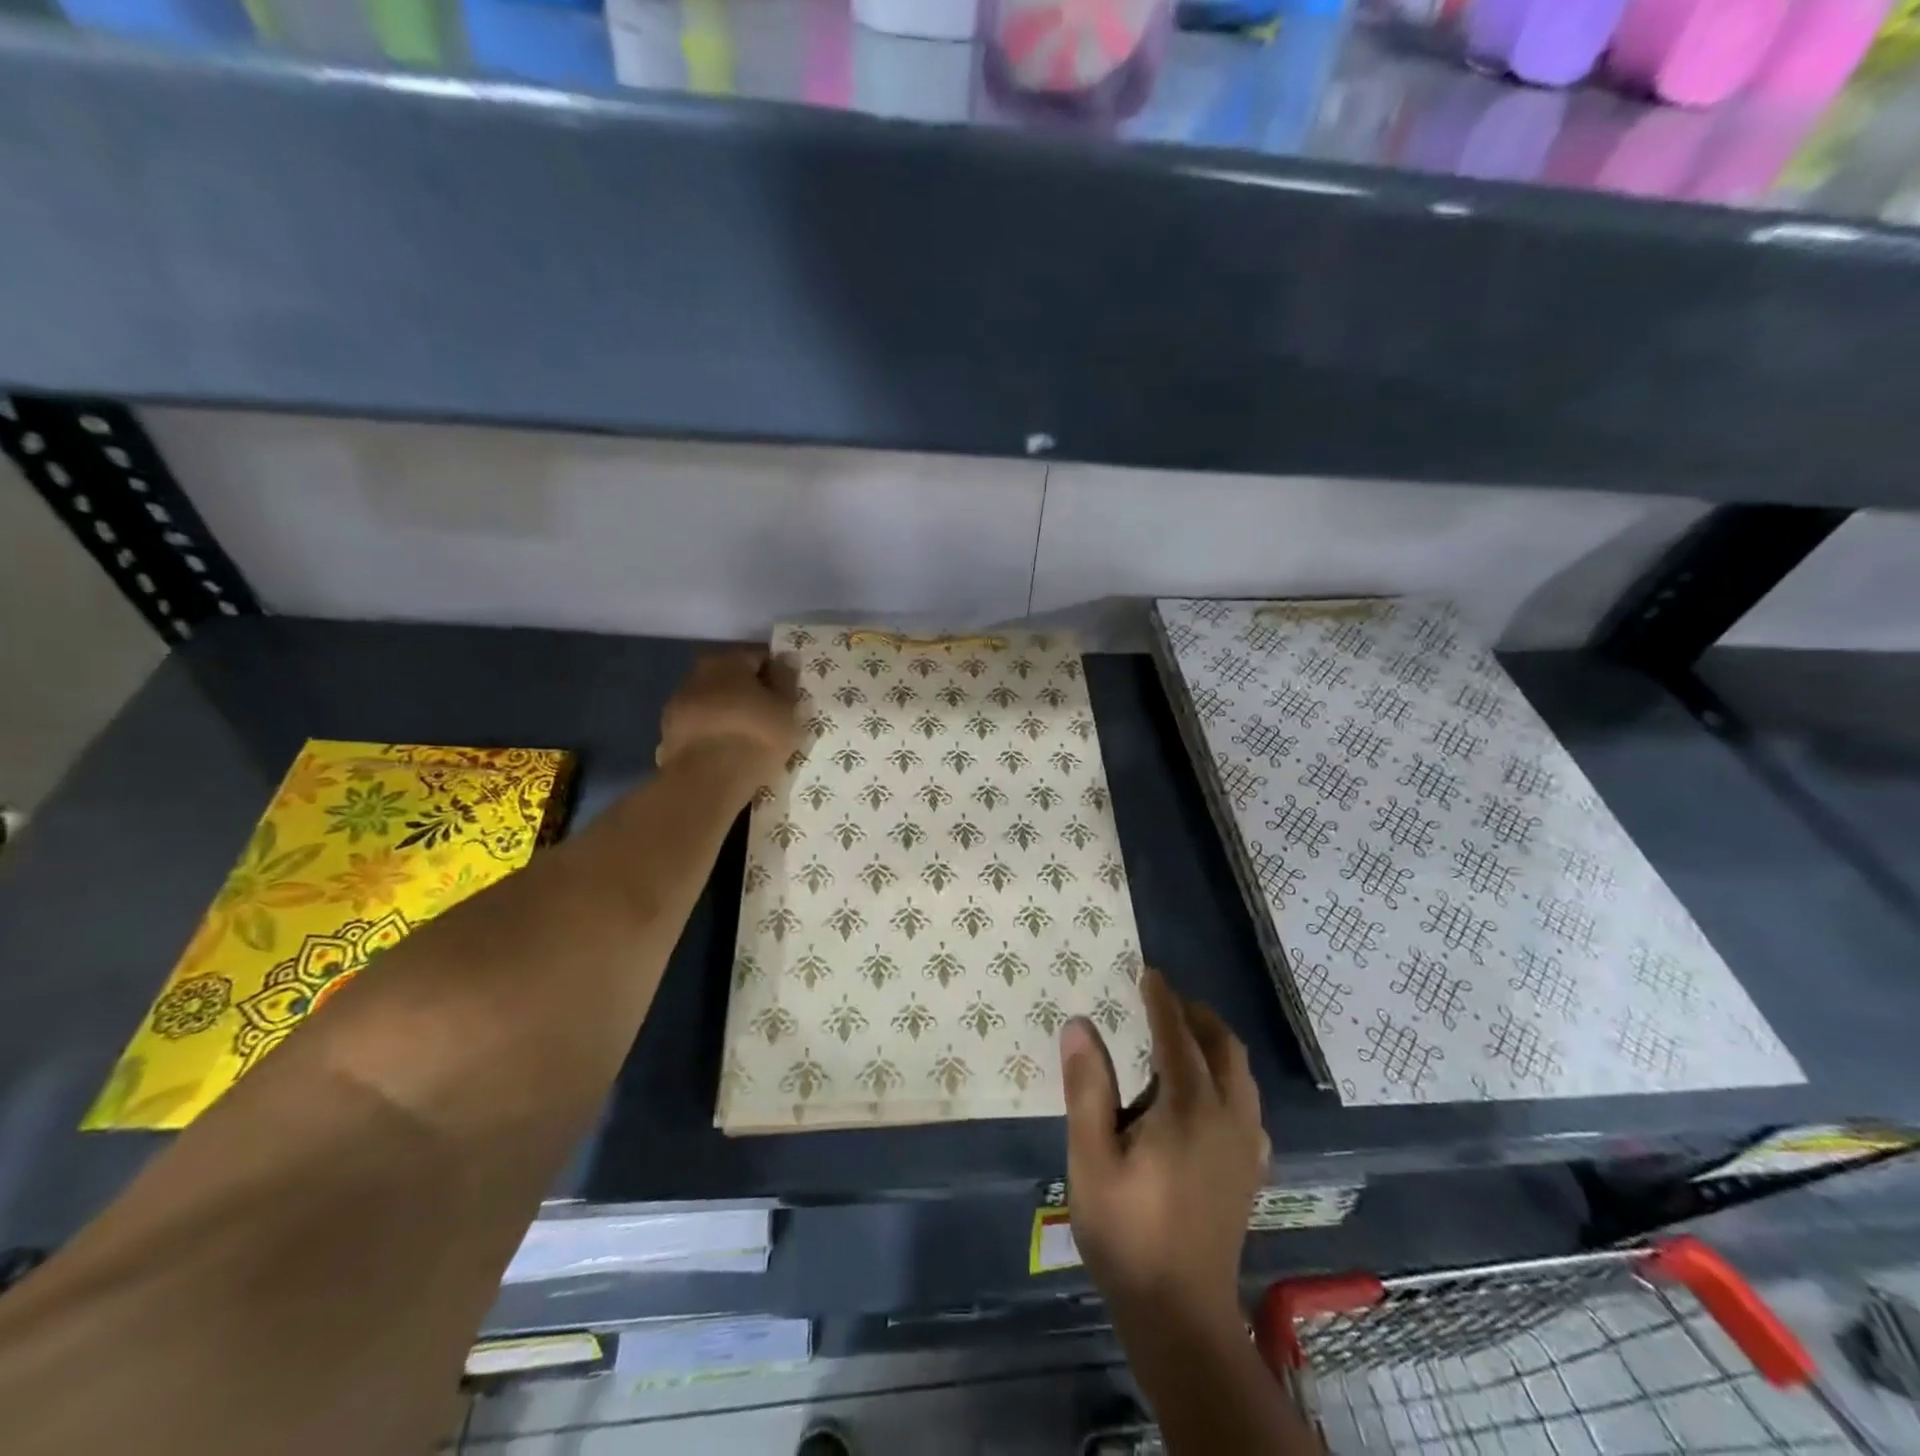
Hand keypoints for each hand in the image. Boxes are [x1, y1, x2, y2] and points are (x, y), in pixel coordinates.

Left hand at [656, 649, 799, 781]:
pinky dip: (714, 733)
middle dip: (751, 693)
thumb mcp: (787, 708)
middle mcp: (697, 673)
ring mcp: (677, 704)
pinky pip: (701, 727)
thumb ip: (787, 680)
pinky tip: (729, 752)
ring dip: (730, 713)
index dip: (778, 675)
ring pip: (714, 702)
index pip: (759, 657)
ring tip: (750, 738)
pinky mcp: (668, 734)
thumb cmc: (756, 735)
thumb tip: (785, 659)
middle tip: (772, 717)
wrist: (708, 780)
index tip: (789, 696)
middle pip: (732, 678)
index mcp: (727, 660)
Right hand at [1061, 969, 1269, 1329]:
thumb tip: (1080, 1026)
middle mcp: (1228, 1116)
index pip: (1177, 1035)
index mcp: (1189, 1107)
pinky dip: (1228, 1079)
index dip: (1161, 1000)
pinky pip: (1248, 1104)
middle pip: (1223, 1046)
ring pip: (1241, 1073)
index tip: (1148, 972)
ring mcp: (1246, 1145)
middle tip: (1164, 1001)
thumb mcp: (1091, 1158)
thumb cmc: (1127, 1233)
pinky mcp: (1250, 1170)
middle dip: (1196, 1015)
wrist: (1181, 1315)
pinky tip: (1205, 1095)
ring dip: (1216, 1043)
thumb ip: (1087, 1088)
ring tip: (1182, 1038)